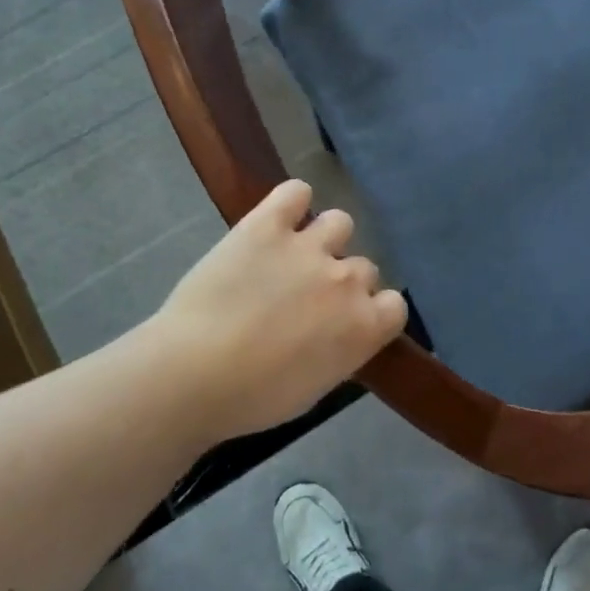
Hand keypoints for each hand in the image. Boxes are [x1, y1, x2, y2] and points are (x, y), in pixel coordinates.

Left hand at [151, 179, 406, 443]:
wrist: (194, 374)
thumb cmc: (253, 398)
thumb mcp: (314, 388)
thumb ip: (340, 352)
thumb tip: (337, 335)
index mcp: (364, 326)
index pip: (395, 305)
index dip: (373, 311)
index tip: (348, 322)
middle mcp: (347, 280)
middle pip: (364, 268)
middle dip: (341, 281)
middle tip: (306, 299)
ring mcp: (309, 247)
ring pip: (340, 223)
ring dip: (325, 239)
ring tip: (294, 255)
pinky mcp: (267, 225)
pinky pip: (295, 192)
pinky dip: (292, 201)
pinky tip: (281, 216)